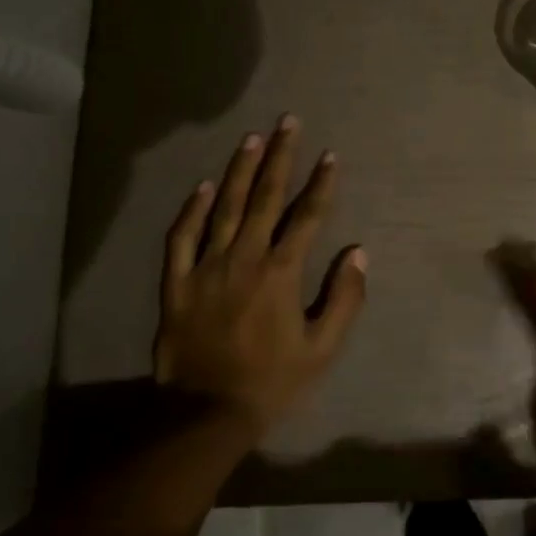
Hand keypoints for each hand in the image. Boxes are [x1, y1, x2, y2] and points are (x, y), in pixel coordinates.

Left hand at [153, 116, 367, 434]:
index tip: (331, 155)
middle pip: (264, 197)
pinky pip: (181, 238)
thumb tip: (358, 253)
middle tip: (287, 122)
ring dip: (238, 170)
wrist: (205, 414)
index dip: (321, 183)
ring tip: (251, 138)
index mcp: (281, 272)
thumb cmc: (272, 381)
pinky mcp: (176, 283)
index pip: (307, 216)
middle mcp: (244, 258)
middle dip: (279, 157)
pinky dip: (192, 210)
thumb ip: (344, 298)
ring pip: (223, 207)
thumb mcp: (322, 348)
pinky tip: (203, 186)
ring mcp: (205, 267)